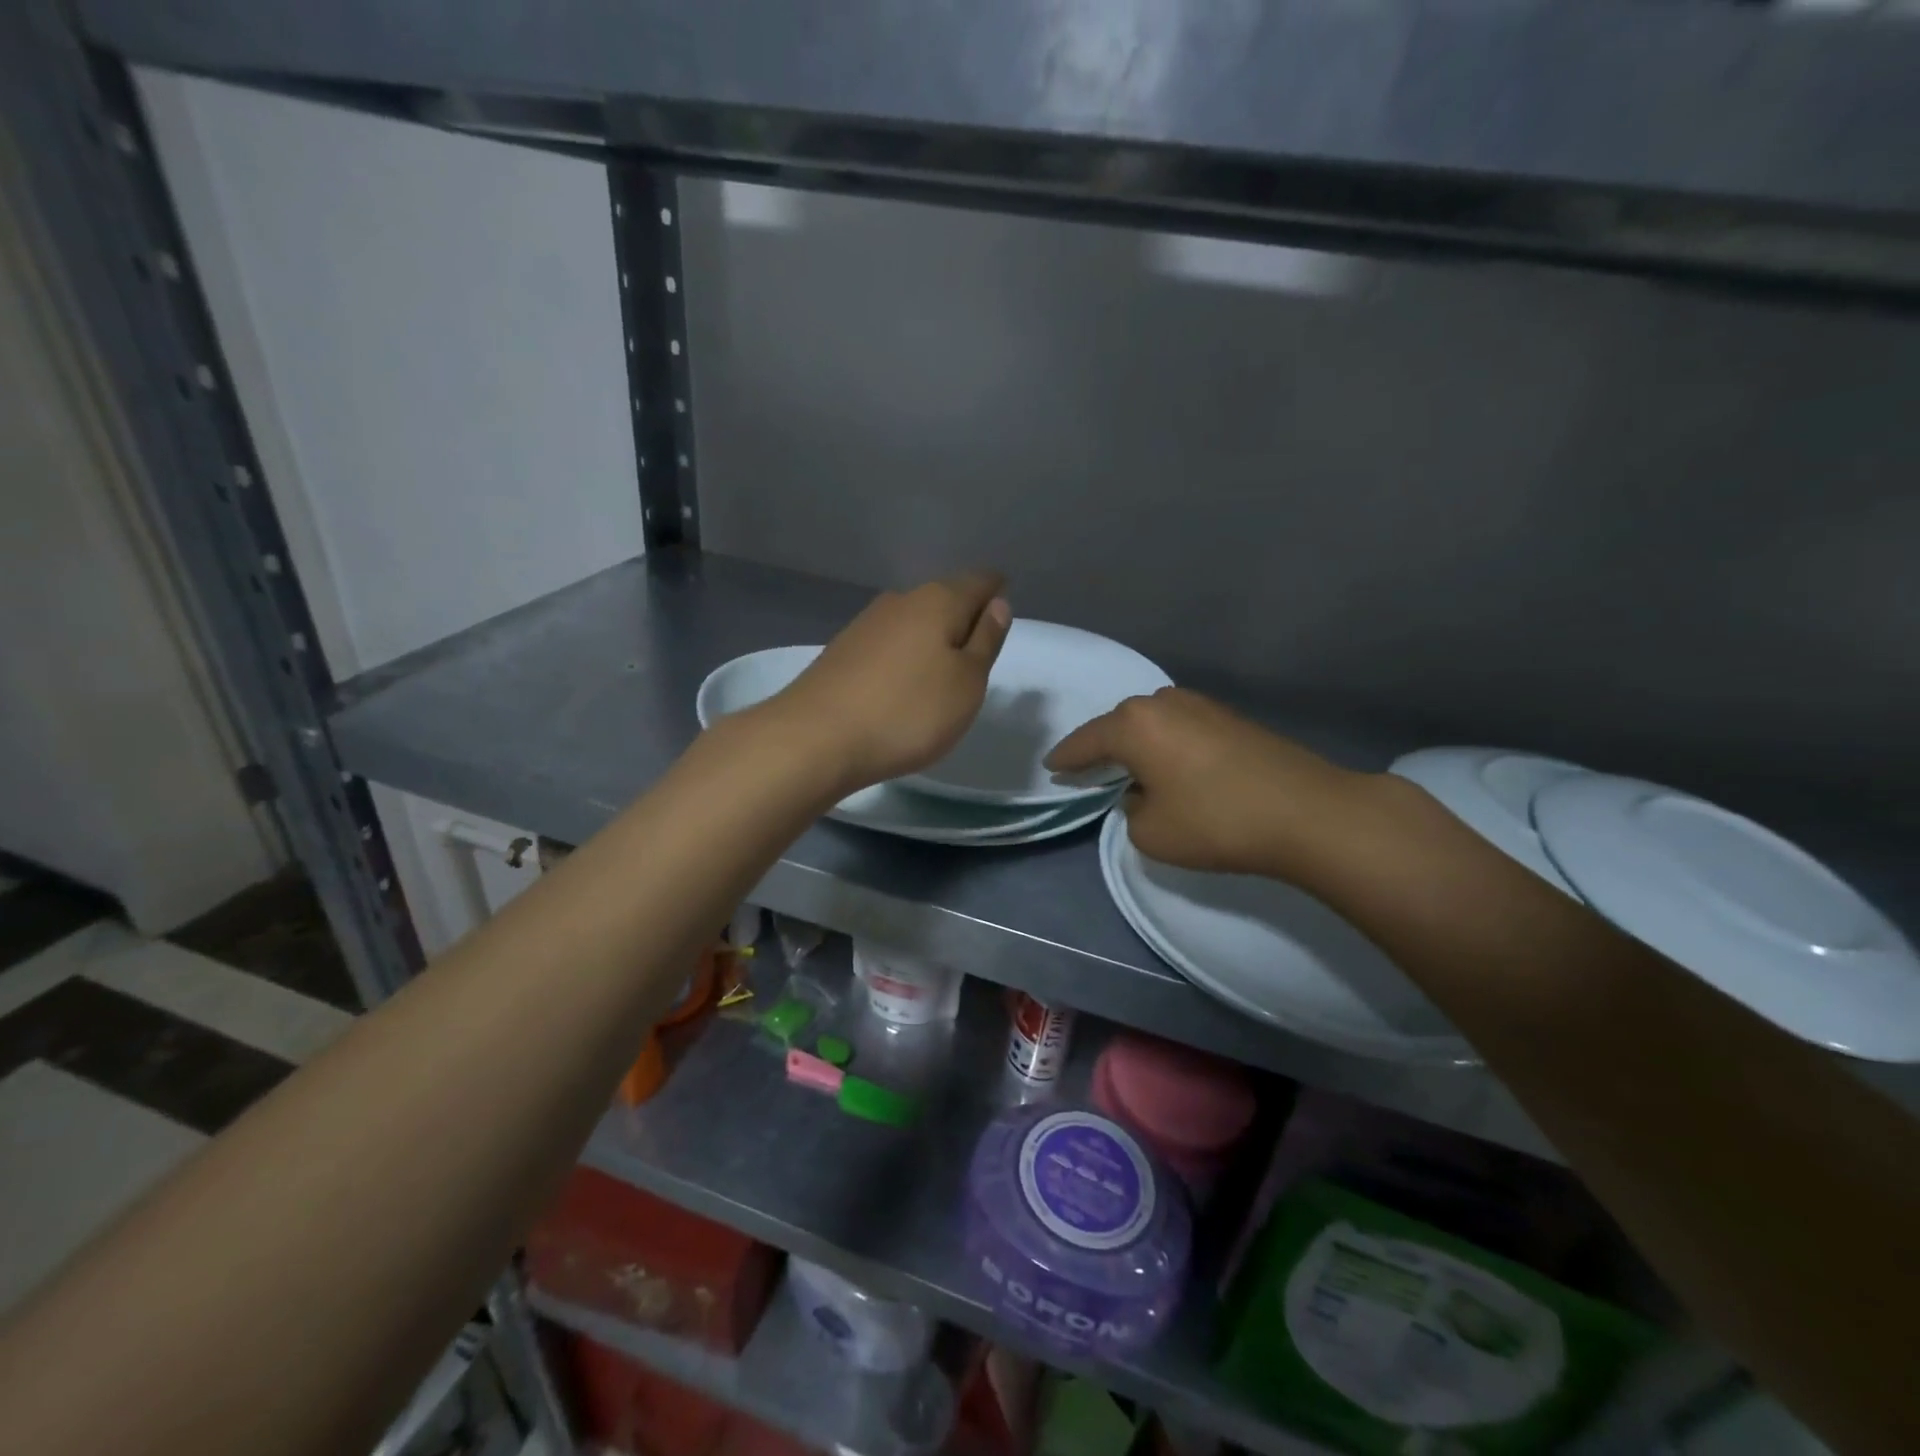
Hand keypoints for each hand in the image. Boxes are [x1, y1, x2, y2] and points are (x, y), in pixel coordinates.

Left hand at [769, 572, 1011, 793]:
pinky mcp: (842, 651)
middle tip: (978, 651)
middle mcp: (900, 601)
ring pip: (913, 621)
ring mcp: (866, 624)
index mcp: (938, 601)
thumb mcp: (967, 683)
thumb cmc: (908, 711)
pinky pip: (889, 644)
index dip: (996, 593)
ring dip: (932, 639)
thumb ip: (986, 640)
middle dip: (964, 617)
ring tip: (942, 672)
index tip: (1004, 615)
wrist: (817, 738)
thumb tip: (997, 604)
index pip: (979, 582)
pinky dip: (905, 657)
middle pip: (944, 598)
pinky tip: (903, 684)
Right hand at [1046, 687, 1362, 877]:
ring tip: (1131, 768)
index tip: (1051, 767)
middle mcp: (1163, 702)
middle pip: (1119, 725)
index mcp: (1134, 725)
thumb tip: (1145, 793)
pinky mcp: (1231, 717)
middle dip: (1102, 747)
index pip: (1085, 741)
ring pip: (1152, 723)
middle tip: (1088, 770)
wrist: (1307, 812)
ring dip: (1138, 744)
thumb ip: (1131, 809)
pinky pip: (1181, 727)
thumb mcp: (1151, 833)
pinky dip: (1167, 744)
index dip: (1065, 758)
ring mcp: (1201, 704)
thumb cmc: (1216, 822)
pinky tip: (1172, 764)